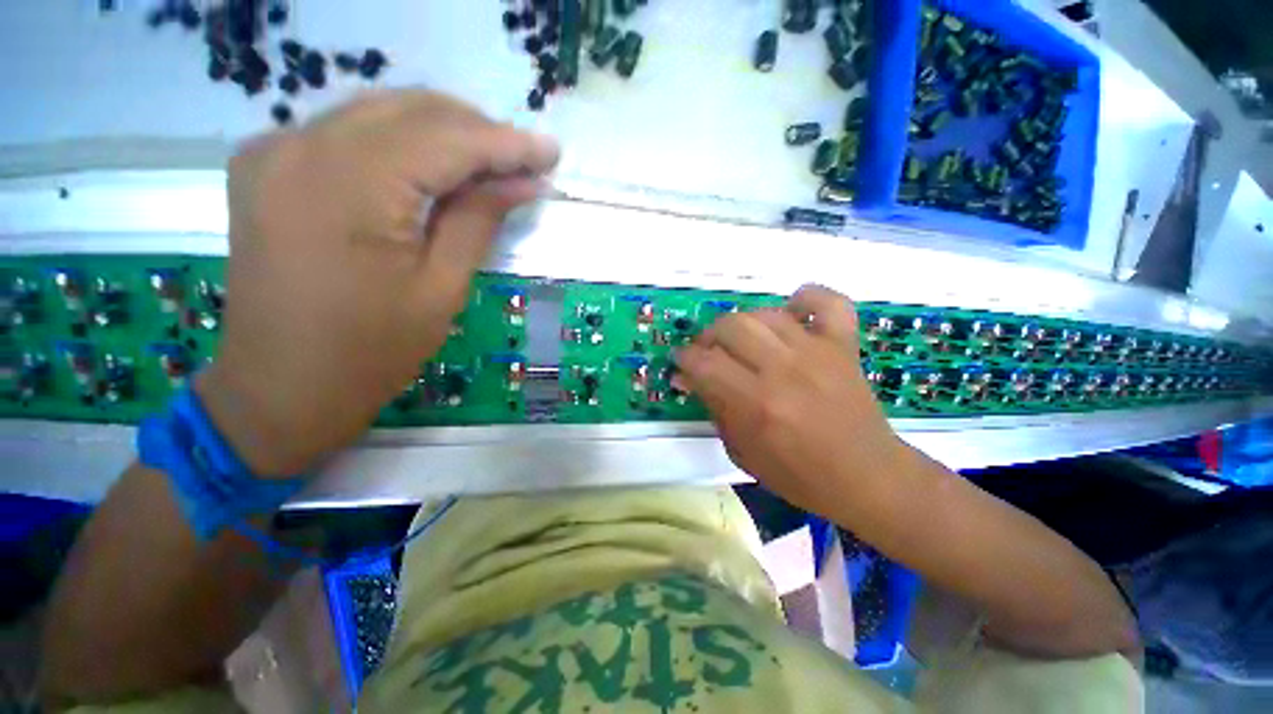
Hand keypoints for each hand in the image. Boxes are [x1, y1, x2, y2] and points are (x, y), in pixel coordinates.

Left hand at [196, 91, 559, 475]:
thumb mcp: (442, 288)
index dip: (506, 143)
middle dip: (478, 131)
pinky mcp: (268, 164)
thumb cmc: (372, 351)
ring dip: (443, 131)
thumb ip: (480, 219)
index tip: (551, 152)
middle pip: (412, 110)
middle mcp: (302, 146)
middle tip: (525, 161)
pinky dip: (401, 140)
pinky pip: (349, 130)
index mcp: (350, 186)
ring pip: (381, 111)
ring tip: (491, 164)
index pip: (446, 139)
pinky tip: (433, 166)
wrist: (282, 386)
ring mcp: (275, 150)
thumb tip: (526, 181)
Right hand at [674, 285, 907, 513]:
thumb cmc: (798, 475)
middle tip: (709, 353)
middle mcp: (784, 370)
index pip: (704, 363)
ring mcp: (817, 352)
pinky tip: (792, 311)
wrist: (867, 478)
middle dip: (708, 337)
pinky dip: (807, 298)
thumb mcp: (741, 451)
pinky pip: (828, 302)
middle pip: (730, 326)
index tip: (682, 365)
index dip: (684, 359)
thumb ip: (713, 408)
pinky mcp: (843, 345)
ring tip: (742, 340)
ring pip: (765, 313)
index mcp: (756, 404)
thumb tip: (688, 377)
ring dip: (743, 323)